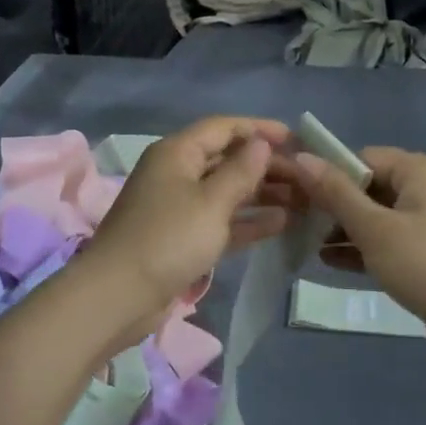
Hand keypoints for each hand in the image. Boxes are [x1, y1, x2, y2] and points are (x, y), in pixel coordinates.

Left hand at [80, 116, 293, 314]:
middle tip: (306, 177)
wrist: (119, 296)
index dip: (259, 129)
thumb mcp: (211, 202)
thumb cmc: (168, 239)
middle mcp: (177, 173)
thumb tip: (261, 143)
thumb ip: (241, 171)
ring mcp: (179, 207)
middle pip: (227, 159)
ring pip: (227, 192)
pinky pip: (222, 220)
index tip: (296, 139)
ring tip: (303, 200)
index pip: (223, 128)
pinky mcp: (182, 238)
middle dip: (266, 166)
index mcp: (177, 153)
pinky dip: (248, 221)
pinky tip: (282, 223)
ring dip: (262, 193)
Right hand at [286, 146, 425, 349]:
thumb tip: (302, 157)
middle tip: (298, 224)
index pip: (364, 158)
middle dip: (335, 206)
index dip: (329, 175)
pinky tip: (331, 262)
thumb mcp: (375, 228)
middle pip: (371, 186)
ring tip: (309, 246)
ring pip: (379, 216)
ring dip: (346, 229)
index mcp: (422, 169)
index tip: (297, 197)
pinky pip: (391, 239)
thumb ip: (336, 193)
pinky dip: (365, 247)